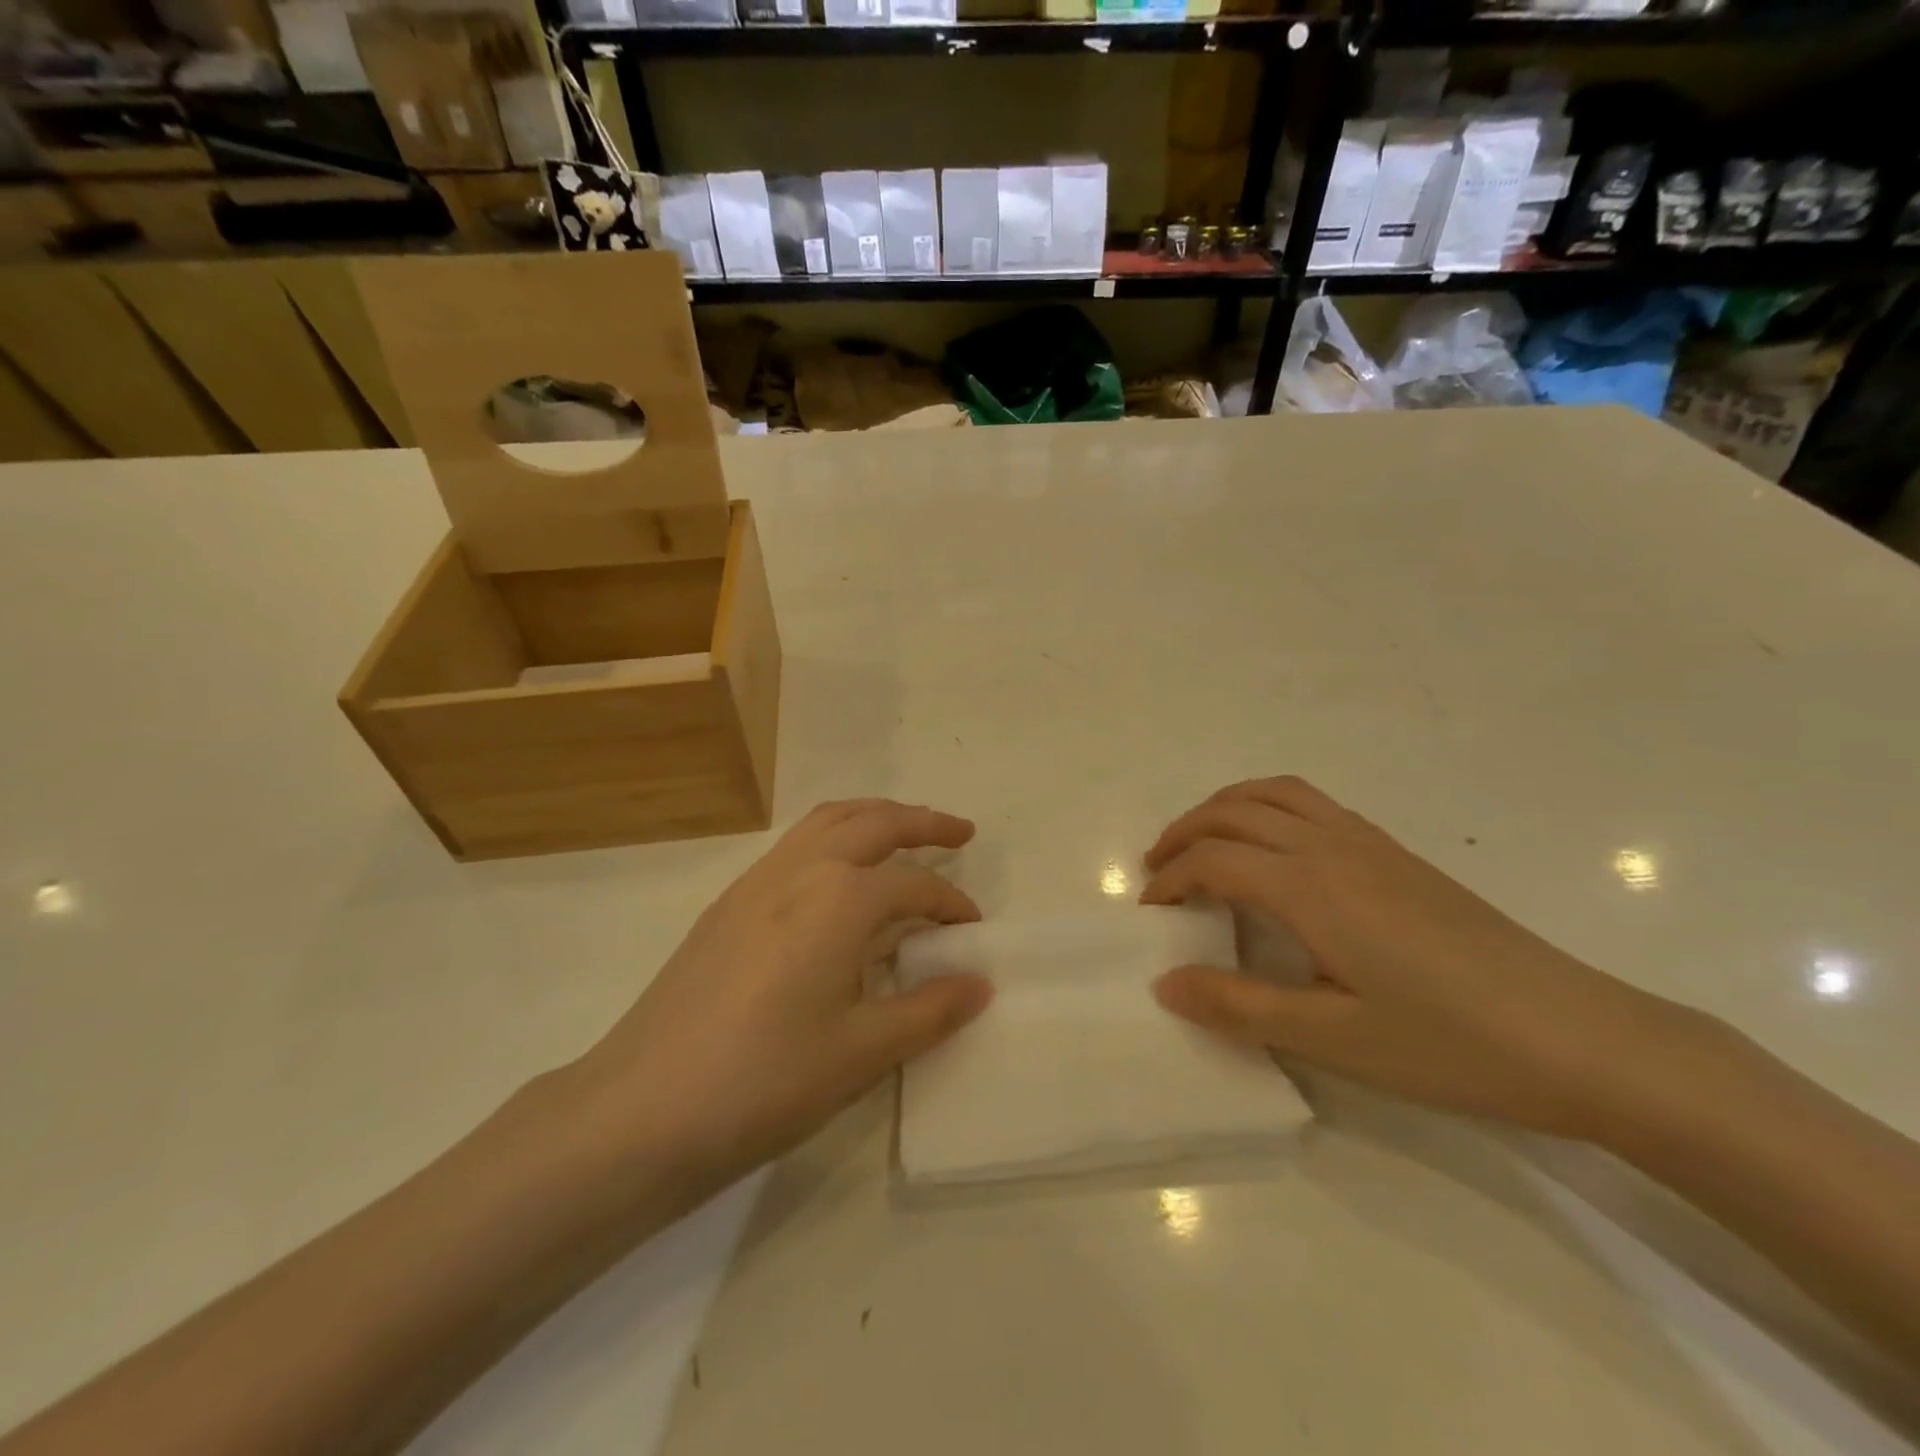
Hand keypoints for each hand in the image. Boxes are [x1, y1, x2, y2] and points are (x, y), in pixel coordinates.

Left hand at [571, 800, 991, 1189]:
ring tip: (902, 831)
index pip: (914, 886)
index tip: (971, 931)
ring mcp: (755, 881)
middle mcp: (800, 870)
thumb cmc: (765, 1079)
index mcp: (840, 898)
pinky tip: (835, 879)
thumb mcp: (862, 1053)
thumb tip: (979, 982)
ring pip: (826, 821)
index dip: (950, 905)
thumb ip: (929, 1010)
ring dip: (872, 817)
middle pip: (872, 822)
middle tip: (959, 832)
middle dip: (922, 821)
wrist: (641, 1109)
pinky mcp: (726, 904)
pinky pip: (793, 847)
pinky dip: (831, 838)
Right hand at [1142, 776, 1698, 1141]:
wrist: (1583, 1038)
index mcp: (1309, 887)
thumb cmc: (1451, 1045)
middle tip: (1158, 871)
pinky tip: (1275, 851)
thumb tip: (1164, 983)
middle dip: (1184, 832)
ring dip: (1224, 808)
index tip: (1150, 916)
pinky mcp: (1398, 854)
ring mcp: (1370, 843)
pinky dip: (1268, 807)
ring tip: (1202, 844)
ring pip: (1275, 793)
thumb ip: (1239, 1006)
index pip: (1213, 861)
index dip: (1170, 882)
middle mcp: (1332, 847)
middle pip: (1235, 811)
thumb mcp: (1333, 1039)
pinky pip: (1312, 804)